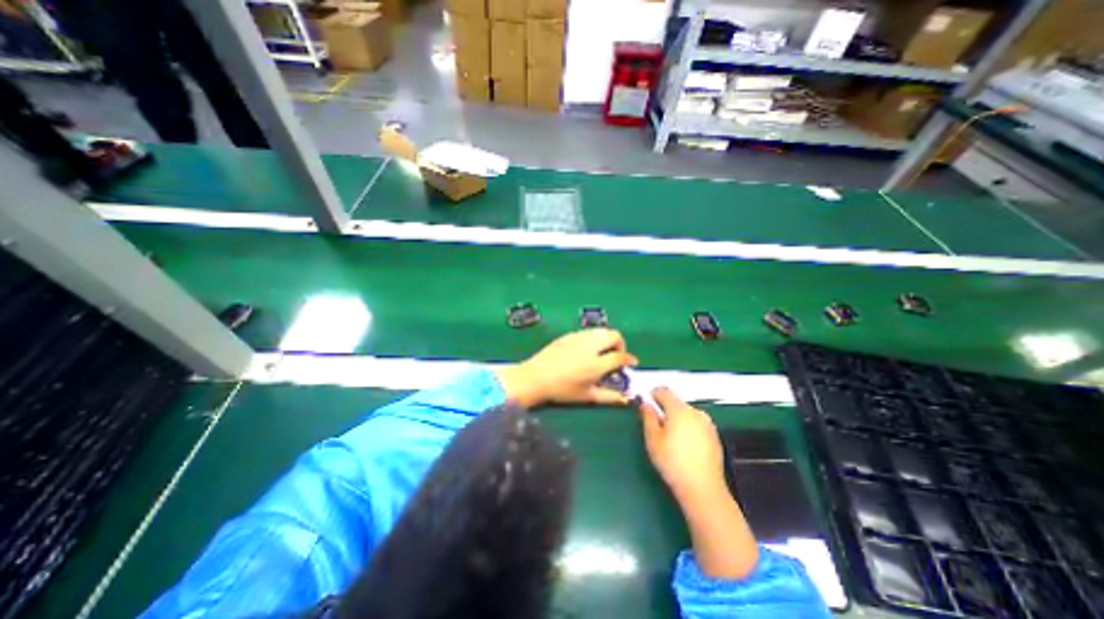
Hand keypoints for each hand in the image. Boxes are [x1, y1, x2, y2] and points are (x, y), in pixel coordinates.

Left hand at [493, 330, 638, 411]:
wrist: (536, 377)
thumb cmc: (562, 390)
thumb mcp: (587, 396)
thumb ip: (610, 397)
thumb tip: (627, 398)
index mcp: (596, 364)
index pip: (620, 356)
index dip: (629, 359)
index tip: (631, 363)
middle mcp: (590, 346)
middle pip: (614, 335)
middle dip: (620, 343)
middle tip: (617, 354)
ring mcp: (578, 338)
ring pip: (601, 330)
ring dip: (607, 338)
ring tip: (603, 350)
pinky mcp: (569, 335)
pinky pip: (588, 331)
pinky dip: (594, 337)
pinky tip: (588, 348)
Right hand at [640, 388, 726, 505]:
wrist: (703, 489)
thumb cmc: (672, 462)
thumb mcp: (653, 439)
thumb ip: (648, 417)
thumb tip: (646, 404)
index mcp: (680, 410)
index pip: (664, 391)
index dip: (653, 394)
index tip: (646, 403)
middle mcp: (696, 412)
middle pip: (676, 403)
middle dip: (665, 409)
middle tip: (656, 425)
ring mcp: (708, 424)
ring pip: (687, 414)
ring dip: (677, 419)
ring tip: (670, 438)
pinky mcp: (714, 437)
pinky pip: (696, 424)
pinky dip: (688, 428)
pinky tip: (684, 446)